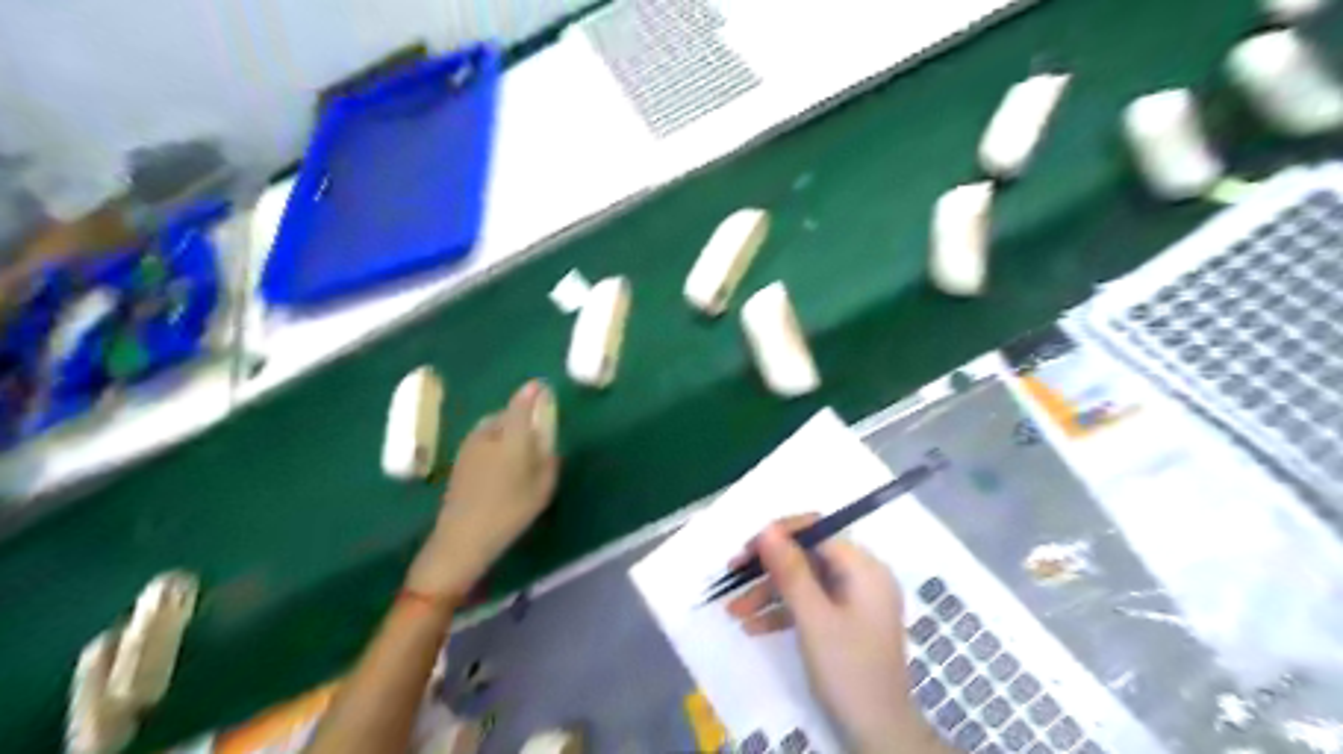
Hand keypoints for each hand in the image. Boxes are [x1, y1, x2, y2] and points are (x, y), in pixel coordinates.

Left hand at [403, 383, 560, 601]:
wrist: (463, 538)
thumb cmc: (510, 512)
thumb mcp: (543, 487)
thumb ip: (549, 459)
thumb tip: (548, 443)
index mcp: (511, 437)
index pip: (521, 405)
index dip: (531, 393)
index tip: (540, 386)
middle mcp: (487, 435)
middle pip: (504, 415)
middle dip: (518, 415)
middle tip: (532, 429)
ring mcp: (469, 448)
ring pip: (490, 428)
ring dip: (504, 430)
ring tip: (517, 447)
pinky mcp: (459, 462)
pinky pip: (481, 441)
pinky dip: (492, 443)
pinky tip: (499, 463)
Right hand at [731, 517, 936, 753]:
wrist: (879, 734)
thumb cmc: (848, 670)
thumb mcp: (813, 619)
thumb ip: (790, 571)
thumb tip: (767, 528)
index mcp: (864, 568)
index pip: (817, 531)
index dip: (780, 535)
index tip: (747, 550)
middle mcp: (861, 576)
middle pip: (808, 556)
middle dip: (768, 569)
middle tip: (733, 577)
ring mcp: (853, 600)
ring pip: (805, 582)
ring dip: (769, 593)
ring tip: (734, 611)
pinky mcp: (845, 622)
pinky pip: (810, 604)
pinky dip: (783, 612)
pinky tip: (753, 627)